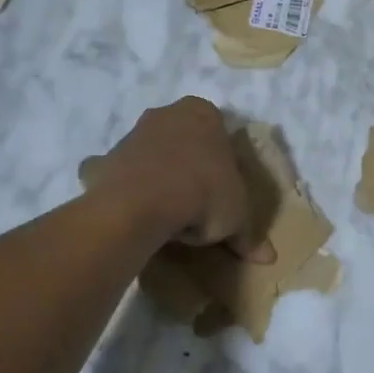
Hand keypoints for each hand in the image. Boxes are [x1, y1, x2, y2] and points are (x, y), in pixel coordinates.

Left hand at [83, 97, 273, 259]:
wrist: (141, 204)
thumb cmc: (203, 194)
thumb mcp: (236, 217)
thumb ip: (248, 234)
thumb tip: (268, 258)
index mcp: (204, 114)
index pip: (219, 132)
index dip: (223, 162)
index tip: (223, 190)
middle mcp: (167, 114)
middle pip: (183, 140)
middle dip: (189, 163)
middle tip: (198, 201)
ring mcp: (133, 134)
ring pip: (152, 153)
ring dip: (158, 174)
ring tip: (168, 213)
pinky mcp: (105, 158)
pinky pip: (119, 174)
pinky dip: (125, 188)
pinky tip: (134, 213)